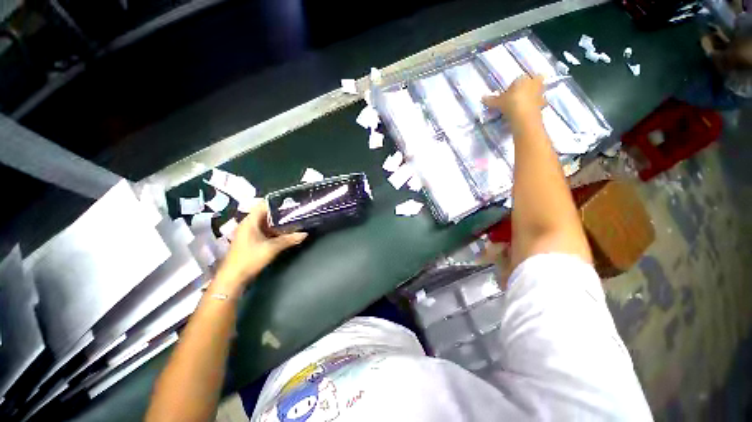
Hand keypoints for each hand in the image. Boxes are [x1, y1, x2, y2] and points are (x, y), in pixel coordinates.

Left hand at [214, 202, 306, 292]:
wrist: (233, 277)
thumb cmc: (250, 258)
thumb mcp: (272, 248)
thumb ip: (289, 239)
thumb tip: (305, 234)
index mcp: (250, 221)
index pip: (263, 204)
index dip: (277, 202)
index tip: (291, 202)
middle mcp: (248, 224)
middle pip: (266, 213)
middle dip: (280, 213)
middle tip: (296, 212)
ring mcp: (249, 232)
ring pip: (266, 223)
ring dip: (278, 223)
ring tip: (293, 221)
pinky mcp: (251, 240)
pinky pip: (264, 230)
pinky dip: (274, 230)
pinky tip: (285, 232)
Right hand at [482, 74, 544, 119]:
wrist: (524, 115)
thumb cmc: (510, 103)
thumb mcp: (498, 102)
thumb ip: (491, 100)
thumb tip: (482, 97)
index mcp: (523, 78)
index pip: (518, 79)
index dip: (513, 86)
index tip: (508, 94)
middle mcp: (534, 82)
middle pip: (532, 82)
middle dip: (528, 87)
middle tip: (519, 97)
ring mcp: (540, 92)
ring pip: (537, 92)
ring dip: (532, 97)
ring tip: (523, 106)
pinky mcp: (543, 103)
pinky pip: (538, 103)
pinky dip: (533, 106)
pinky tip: (527, 112)